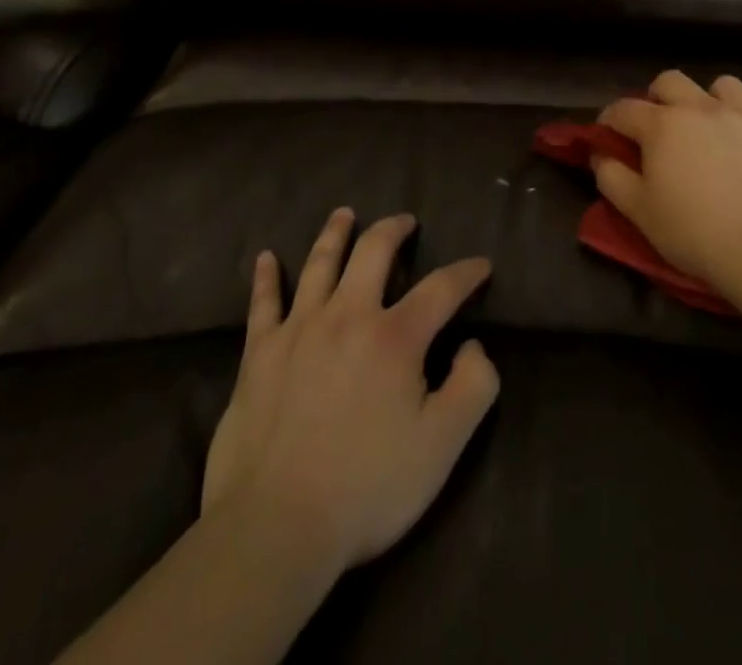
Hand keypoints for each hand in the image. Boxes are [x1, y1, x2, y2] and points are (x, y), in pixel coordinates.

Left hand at [202, 209, 498, 578]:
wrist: (275, 526)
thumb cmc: (367, 487)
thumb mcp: (442, 446)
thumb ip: (473, 387)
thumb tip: (474, 345)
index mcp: (395, 337)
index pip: (441, 288)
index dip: (466, 273)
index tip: (481, 265)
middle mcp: (348, 315)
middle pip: (373, 252)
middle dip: (394, 230)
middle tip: (405, 221)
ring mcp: (299, 329)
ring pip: (319, 263)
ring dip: (335, 233)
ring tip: (345, 214)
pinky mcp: (260, 353)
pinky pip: (263, 303)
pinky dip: (266, 277)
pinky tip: (265, 257)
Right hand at [593, 71, 741, 295]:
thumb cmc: (693, 231)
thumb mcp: (638, 211)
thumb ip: (612, 177)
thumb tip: (601, 155)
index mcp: (662, 124)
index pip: (624, 109)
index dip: (609, 120)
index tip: (607, 136)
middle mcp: (701, 108)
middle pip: (670, 81)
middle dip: (657, 97)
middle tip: (658, 127)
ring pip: (722, 86)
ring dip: (708, 101)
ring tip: (708, 127)